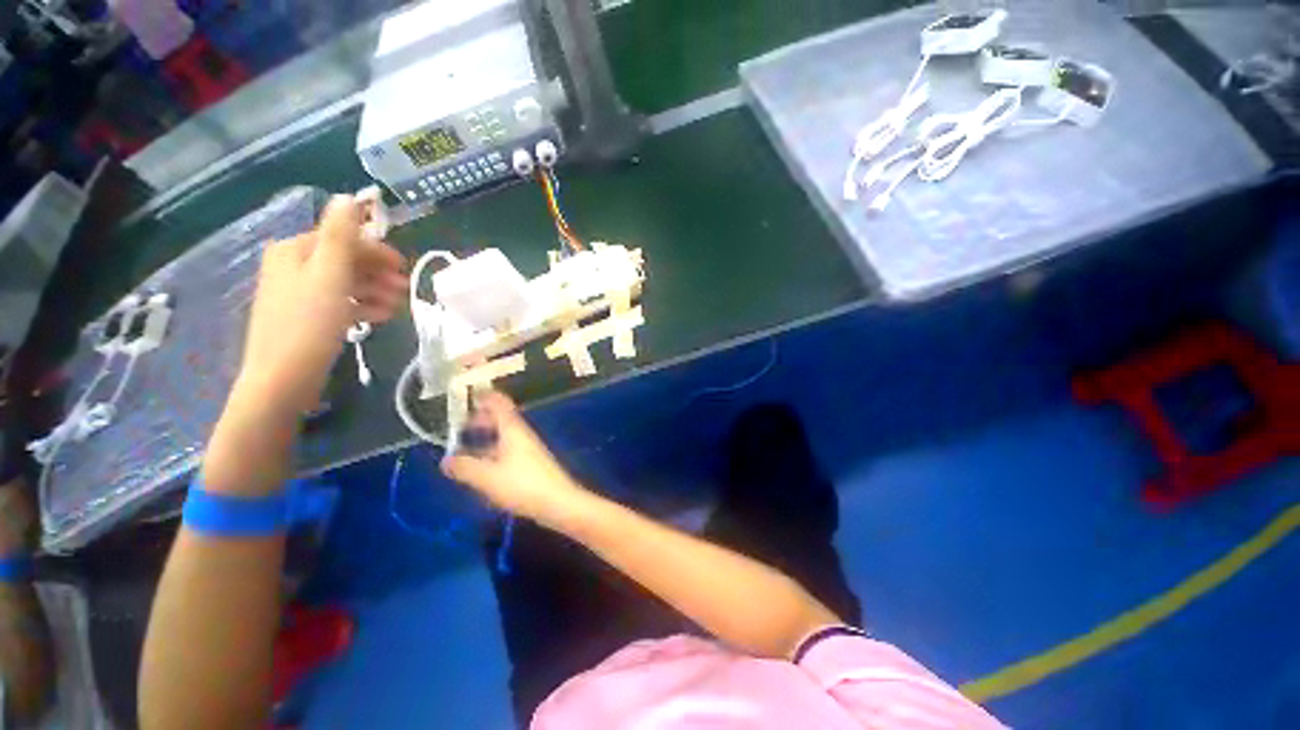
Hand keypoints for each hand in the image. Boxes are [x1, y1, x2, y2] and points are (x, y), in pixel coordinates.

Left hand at [235, 196, 406, 414]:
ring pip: (345, 283)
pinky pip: (340, 302)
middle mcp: (293, 266)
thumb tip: (349, 196)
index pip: (343, 239)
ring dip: (375, 291)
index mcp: (295, 251)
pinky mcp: (307, 317)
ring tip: (397, 307)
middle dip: (378, 273)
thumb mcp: (328, 275)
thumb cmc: (308, 323)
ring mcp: (299, 293)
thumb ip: (340, 235)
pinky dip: (362, 306)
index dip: (376, 251)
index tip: (405, 269)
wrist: (282, 378)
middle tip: (405, 289)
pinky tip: (381, 317)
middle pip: (345, 260)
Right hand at [440, 392, 592, 529]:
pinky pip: (507, 451)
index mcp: (512, 429)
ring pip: (503, 437)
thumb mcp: (487, 477)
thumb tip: (445, 460)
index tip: (467, 397)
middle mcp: (521, 434)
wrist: (557, 501)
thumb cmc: (522, 484)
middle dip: (480, 421)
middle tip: (458, 428)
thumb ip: (465, 467)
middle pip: (500, 419)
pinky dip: (492, 453)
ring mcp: (527, 449)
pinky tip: (482, 469)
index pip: (499, 403)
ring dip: (485, 439)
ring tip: (464, 450)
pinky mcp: (530, 464)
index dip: (484, 397)